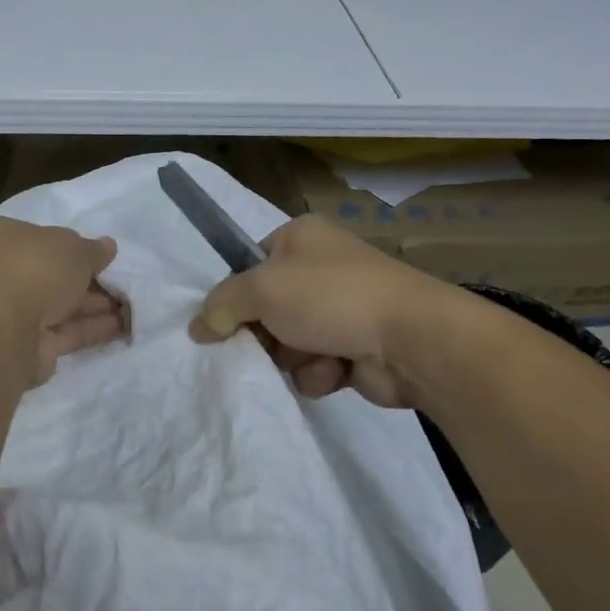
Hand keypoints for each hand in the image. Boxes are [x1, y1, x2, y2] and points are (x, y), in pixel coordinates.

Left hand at [0, 217, 126, 384]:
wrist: (7, 331)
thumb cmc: (35, 269)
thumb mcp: (74, 248)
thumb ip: (93, 249)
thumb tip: (108, 247)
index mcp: (1, 238)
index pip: (38, 237)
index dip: (70, 244)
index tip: (99, 254)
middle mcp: (2, 273)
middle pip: (52, 274)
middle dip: (88, 280)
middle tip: (124, 282)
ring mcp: (12, 312)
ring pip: (60, 305)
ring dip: (95, 306)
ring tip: (134, 305)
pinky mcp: (27, 345)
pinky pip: (65, 332)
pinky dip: (92, 328)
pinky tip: (124, 326)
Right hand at [188, 215, 445, 406]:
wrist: (412, 339)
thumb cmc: (331, 297)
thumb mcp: (262, 289)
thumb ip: (222, 304)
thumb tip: (197, 327)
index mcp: (301, 237)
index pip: (251, 262)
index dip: (237, 292)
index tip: (224, 319)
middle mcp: (321, 268)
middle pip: (267, 307)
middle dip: (265, 333)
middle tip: (262, 346)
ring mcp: (342, 308)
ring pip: (289, 341)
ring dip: (293, 357)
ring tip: (312, 358)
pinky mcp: (357, 346)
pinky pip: (316, 364)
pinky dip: (319, 373)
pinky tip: (336, 372)